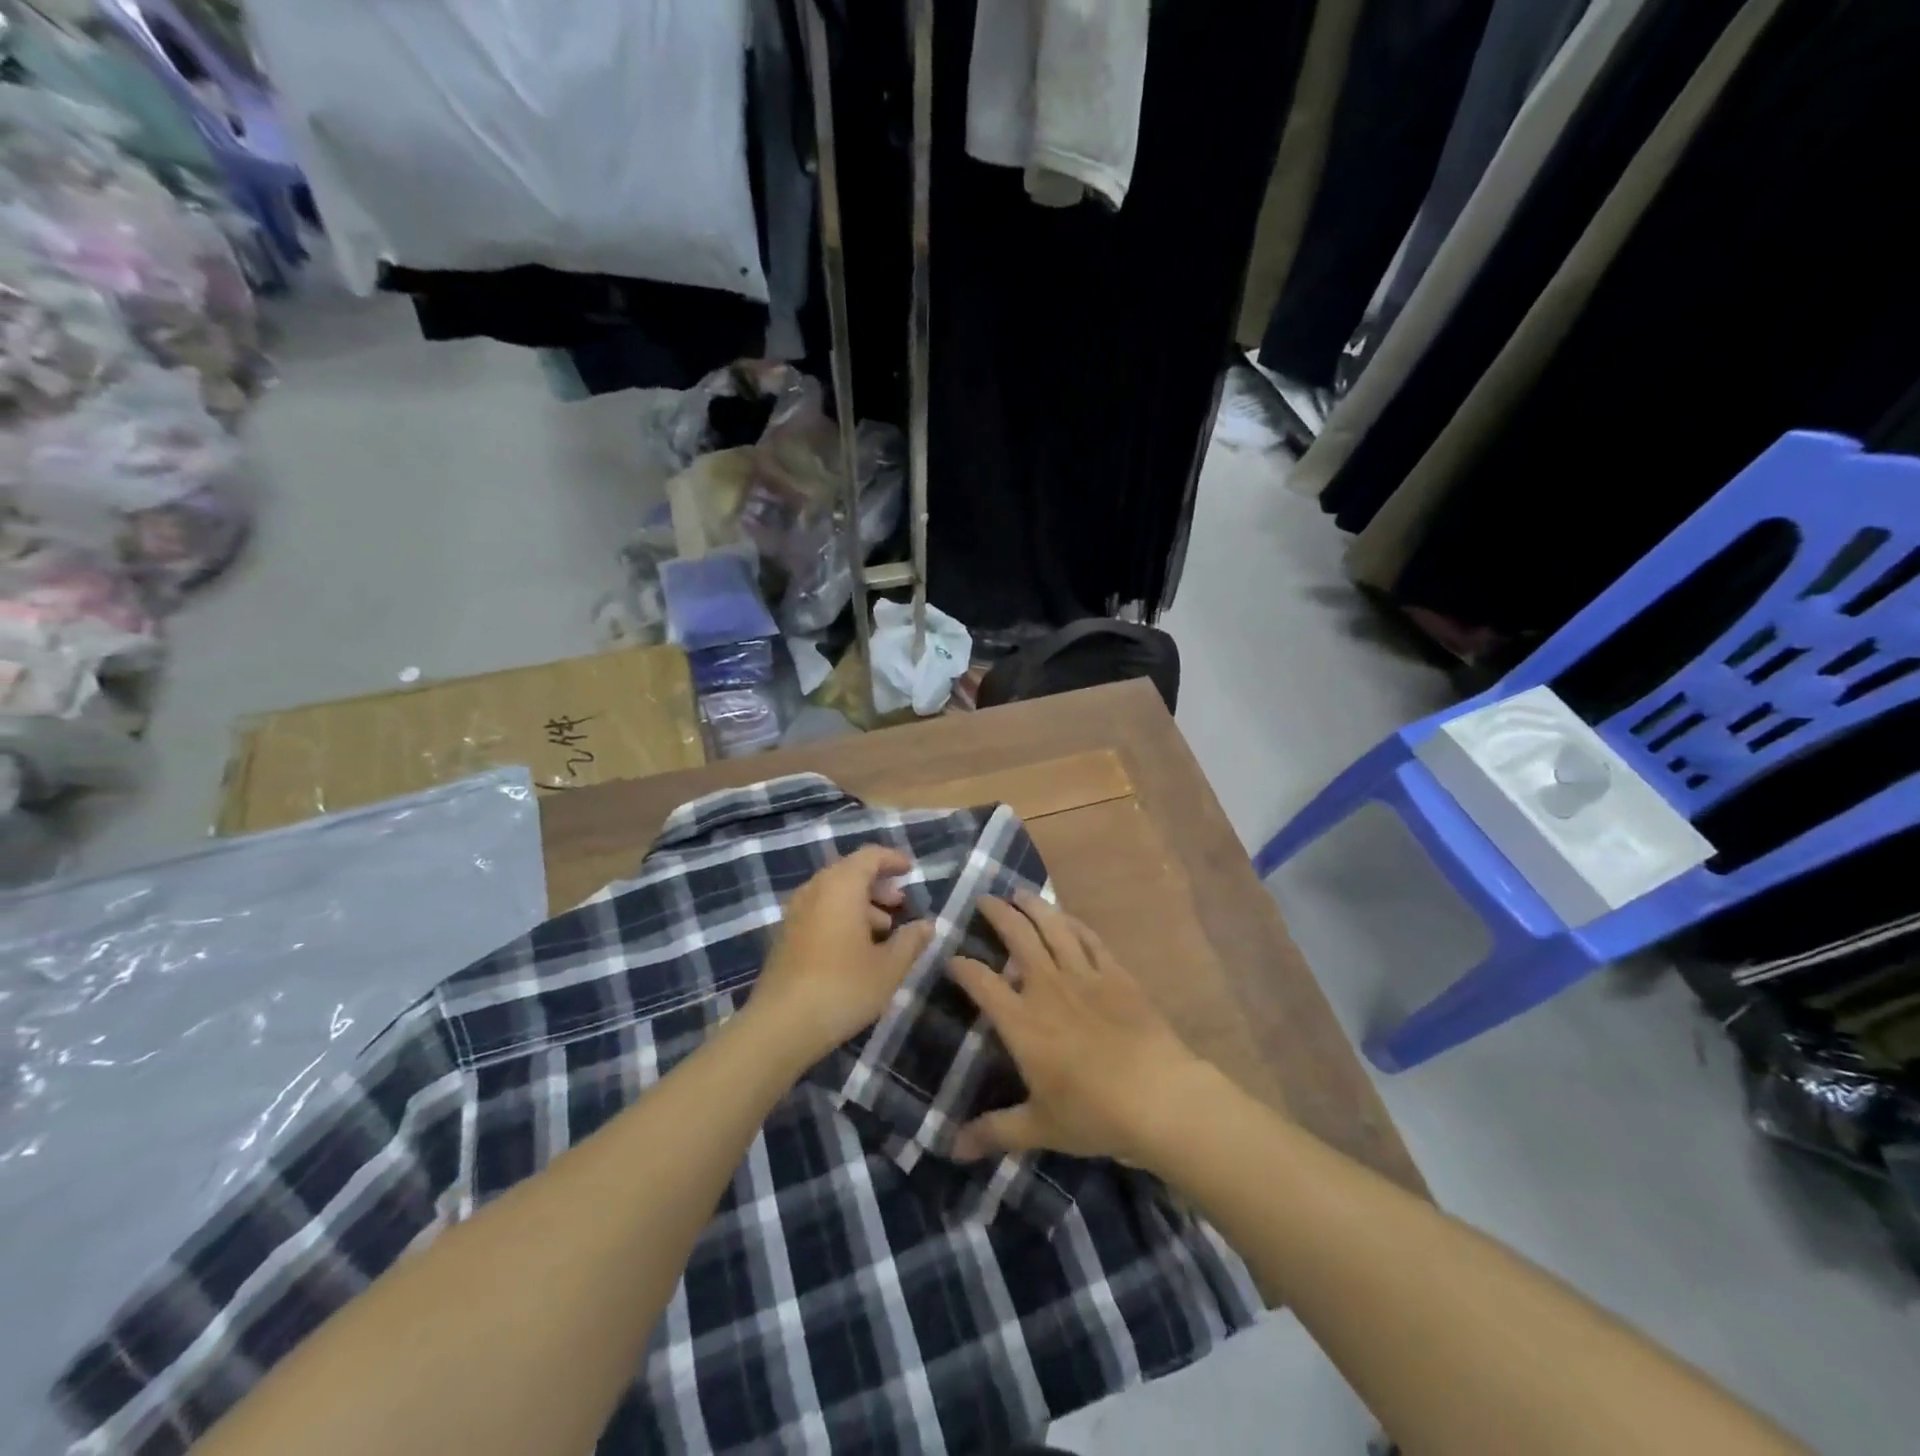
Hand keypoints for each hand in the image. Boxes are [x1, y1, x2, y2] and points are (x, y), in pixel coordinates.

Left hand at [747, 845, 933, 1067]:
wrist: (780, 1025)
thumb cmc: (843, 988)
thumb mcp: (889, 967)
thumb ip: (910, 941)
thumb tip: (927, 925)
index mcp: (841, 886)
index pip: (869, 856)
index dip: (892, 860)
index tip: (910, 871)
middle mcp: (815, 890)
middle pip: (850, 872)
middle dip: (878, 884)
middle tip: (901, 904)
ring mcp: (795, 912)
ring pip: (833, 893)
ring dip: (860, 903)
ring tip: (883, 930)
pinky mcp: (785, 935)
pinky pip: (819, 910)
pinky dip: (841, 916)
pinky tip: (856, 948)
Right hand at [945, 892, 1214, 1167]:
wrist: (1160, 1097)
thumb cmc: (1094, 1114)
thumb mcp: (1039, 1128)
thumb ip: (994, 1131)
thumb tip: (952, 1149)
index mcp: (1022, 1022)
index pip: (982, 983)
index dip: (962, 967)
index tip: (951, 958)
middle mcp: (1047, 988)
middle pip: (1017, 937)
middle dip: (997, 914)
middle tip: (984, 899)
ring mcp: (1084, 976)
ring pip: (1053, 927)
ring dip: (1034, 906)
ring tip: (1020, 893)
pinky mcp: (1116, 974)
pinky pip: (1090, 939)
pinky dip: (1074, 923)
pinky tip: (1067, 918)